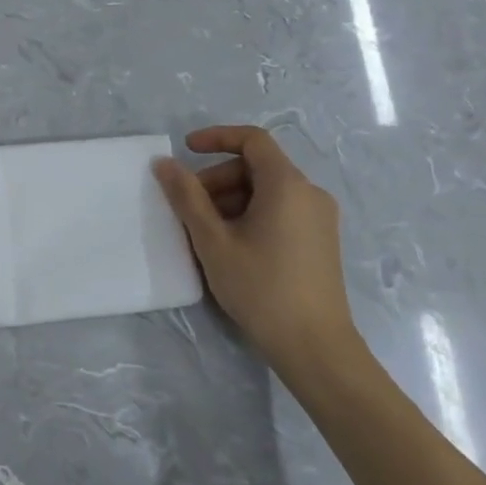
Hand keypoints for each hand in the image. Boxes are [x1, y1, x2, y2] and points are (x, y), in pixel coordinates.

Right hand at [153, 126, 367, 387]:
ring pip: (268, 191)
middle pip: (258, 167)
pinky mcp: (321, 240)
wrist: (315, 347)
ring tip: (207, 233)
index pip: (253, 140)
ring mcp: (320, 218)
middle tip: (190, 208)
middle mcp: (309, 192)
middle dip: (219, 178)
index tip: (186, 150)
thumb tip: (164, 163)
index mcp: (287, 184)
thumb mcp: (213, 241)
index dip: (217, 137)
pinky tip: (233, 247)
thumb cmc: (261, 288)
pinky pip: (282, 210)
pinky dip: (253, 214)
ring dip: (233, 199)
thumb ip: (187, 197)